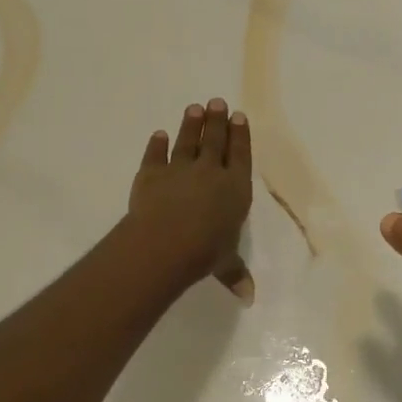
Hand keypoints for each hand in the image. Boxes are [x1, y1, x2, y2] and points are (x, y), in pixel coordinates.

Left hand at [127, 98, 254, 301]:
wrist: (166, 242)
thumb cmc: (205, 252)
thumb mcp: (225, 264)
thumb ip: (236, 274)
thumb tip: (249, 298)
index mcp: (235, 188)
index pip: (240, 155)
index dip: (240, 136)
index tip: (239, 116)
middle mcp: (210, 172)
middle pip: (215, 141)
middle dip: (217, 121)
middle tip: (217, 102)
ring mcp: (179, 170)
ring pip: (187, 142)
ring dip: (191, 125)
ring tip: (194, 109)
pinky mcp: (151, 174)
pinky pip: (155, 155)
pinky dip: (156, 145)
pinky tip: (158, 135)